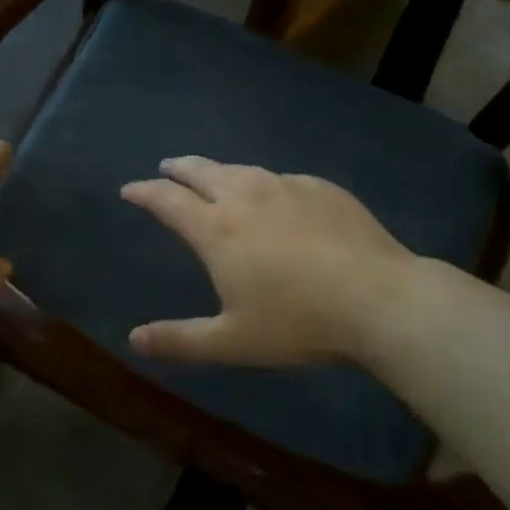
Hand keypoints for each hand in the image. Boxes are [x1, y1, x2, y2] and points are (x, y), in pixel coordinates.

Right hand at [120, 157, 428, 368]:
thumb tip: (133, 339)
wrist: (379, 299)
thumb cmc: (298, 322)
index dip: (144, 192)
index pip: (168, 200)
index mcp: (217, 228)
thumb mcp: (232, 342)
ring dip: (219, 170)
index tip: (130, 188)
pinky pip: (280, 179)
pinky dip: (263, 183)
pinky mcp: (321, 188)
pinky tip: (274, 195)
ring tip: (215, 177)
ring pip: (241, 169)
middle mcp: (246, 196)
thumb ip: (180, 340)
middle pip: (201, 170)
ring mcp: (286, 186)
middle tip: (167, 168)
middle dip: (178, 168)